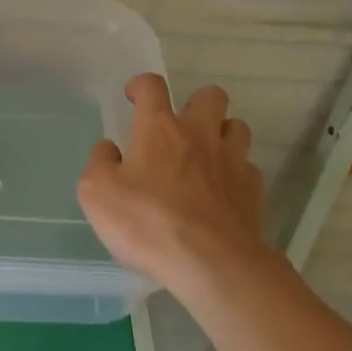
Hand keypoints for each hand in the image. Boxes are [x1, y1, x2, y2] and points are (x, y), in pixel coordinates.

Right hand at [78, 74, 265, 294]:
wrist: (212, 264)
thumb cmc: (148, 222)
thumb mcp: (97, 193)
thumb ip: (99, 163)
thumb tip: (108, 149)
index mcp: (159, 127)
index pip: (152, 86)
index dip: (141, 86)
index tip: (134, 96)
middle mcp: (199, 133)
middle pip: (210, 95)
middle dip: (196, 103)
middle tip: (181, 127)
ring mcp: (231, 160)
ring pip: (237, 127)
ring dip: (222, 134)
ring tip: (207, 156)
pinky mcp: (253, 191)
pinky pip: (247, 169)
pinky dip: (236, 175)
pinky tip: (223, 194)